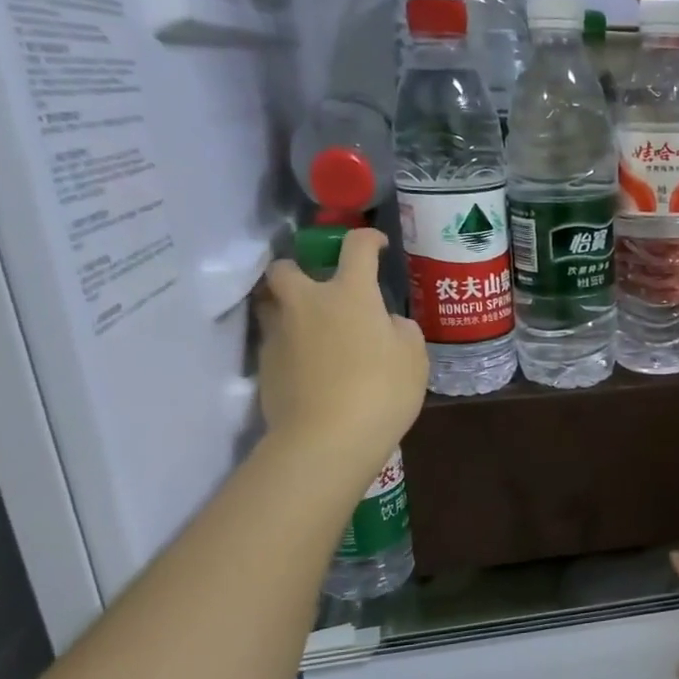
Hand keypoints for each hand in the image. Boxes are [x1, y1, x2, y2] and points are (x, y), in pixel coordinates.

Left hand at [254, 231, 426, 470]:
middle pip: (286, 268)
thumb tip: (385, 322)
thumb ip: (401, 330)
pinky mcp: (264, 366)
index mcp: (350, 294)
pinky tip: (309, 369)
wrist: (326, 439)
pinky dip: (290, 347)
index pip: (356, 247)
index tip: (378, 245)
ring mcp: (280, 334)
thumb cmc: (382, 391)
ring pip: (272, 305)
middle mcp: (307, 304)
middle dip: (299, 269)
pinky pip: (275, 343)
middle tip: (320, 289)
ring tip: (312, 330)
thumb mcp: (413, 358)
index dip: (368, 239)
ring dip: (289, 308)